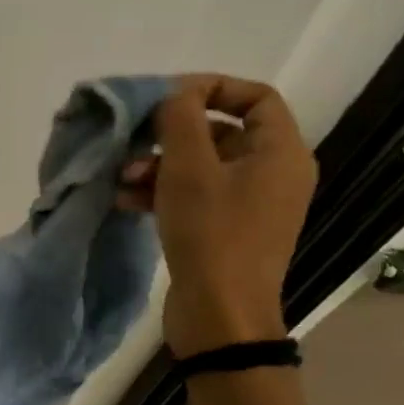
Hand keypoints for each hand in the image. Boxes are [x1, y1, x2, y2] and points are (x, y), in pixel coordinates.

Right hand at [118, 75, 316, 354]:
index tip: (168, 97)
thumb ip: (180, 117)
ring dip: (158, 165)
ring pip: (201, 165)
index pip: (256, 96)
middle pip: (221, 132)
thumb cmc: (211, 233)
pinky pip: (196, 195)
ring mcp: (250, 205)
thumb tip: (176, 96)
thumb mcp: (189, 167)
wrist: (219, 316)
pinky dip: (163, 191)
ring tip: (122, 178)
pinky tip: (127, 200)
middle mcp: (273, 173)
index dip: (212, 87)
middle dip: (171, 134)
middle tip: (135, 140)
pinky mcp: (227, 230)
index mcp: (280, 152)